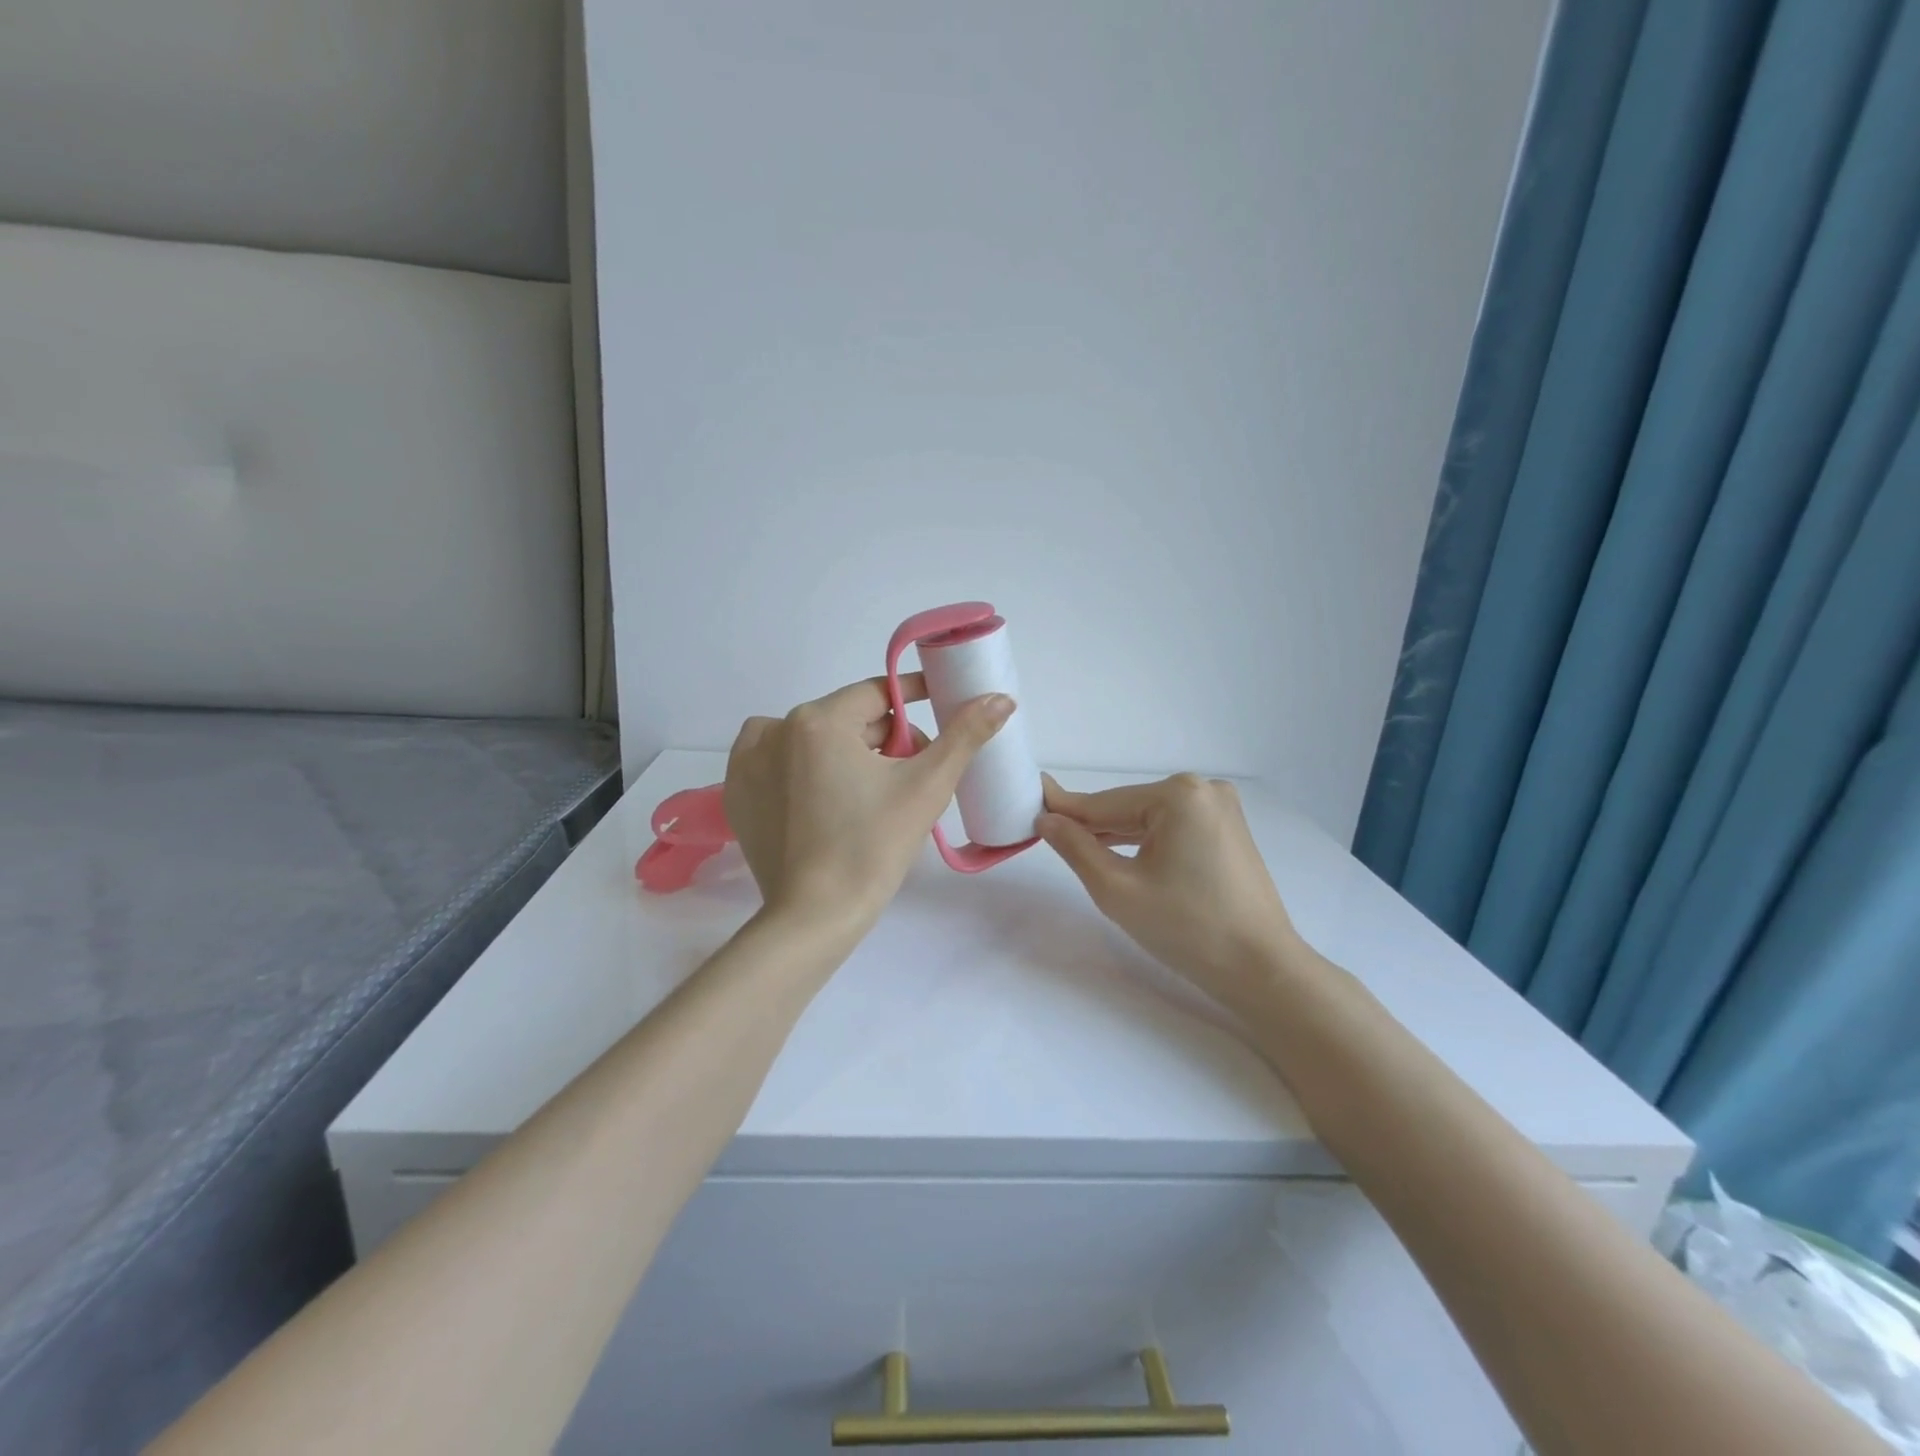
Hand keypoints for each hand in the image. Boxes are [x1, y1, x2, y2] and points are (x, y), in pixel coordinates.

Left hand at [724, 675, 1012, 931]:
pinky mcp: (737, 792)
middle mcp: (773, 729)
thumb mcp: (927, 786)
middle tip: (911, 774)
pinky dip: (804, 769)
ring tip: (871, 794)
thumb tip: (1001, 697)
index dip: (912, 701)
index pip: (876, 694)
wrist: (815, 916)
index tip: (937, 710)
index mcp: (817, 720)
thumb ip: (966, 734)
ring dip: (845, 753)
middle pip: (846, 719)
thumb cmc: (874, 846)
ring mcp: (747, 761)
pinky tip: (827, 800)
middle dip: (883, 739)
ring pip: (814, 740)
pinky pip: (778, 762)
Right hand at [1038, 773, 1300, 1016]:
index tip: (1029, 802)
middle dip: (1092, 826)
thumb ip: (1076, 848)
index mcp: (1179, 795)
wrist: (1261, 969)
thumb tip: (1047, 819)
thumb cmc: (1186, 928)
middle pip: (1128, 808)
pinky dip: (1146, 842)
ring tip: (1078, 848)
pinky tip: (1122, 855)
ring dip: (1117, 836)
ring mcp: (1221, 809)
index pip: (1105, 804)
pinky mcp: (1229, 830)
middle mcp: (1204, 789)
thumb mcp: (1117, 889)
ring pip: (1150, 819)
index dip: (1064, 809)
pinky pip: (1173, 829)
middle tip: (1047, 834)